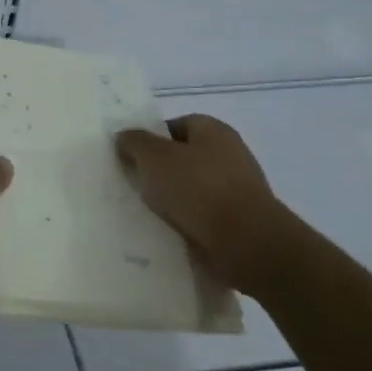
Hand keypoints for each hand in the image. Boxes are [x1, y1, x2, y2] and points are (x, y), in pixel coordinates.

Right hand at [114, 115, 306, 295]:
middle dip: (159, 171)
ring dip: (171, 200)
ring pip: (191, 189)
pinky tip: (168, 232)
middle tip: (133, 184)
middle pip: (183, 157)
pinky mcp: (239, 222)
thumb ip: (134, 142)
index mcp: (214, 130)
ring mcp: (237, 189)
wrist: (247, 245)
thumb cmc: (199, 189)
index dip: (151, 138)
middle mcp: (230, 154)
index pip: (175, 125)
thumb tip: (124, 137)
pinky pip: (203, 217)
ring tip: (146, 212)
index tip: (131, 157)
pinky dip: (186, 223)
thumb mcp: (154, 157)